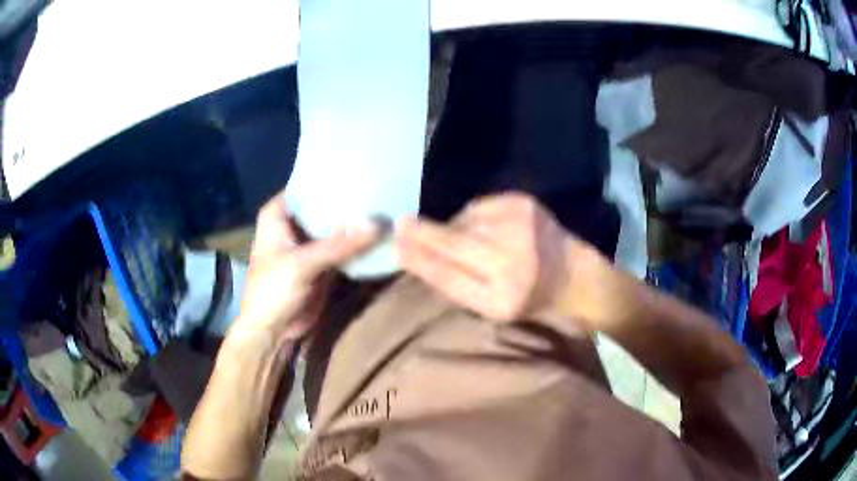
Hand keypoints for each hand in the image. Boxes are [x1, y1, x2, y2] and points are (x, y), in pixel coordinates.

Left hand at [231, 192, 381, 343]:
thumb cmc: (273, 290)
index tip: (361, 169)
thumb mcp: (303, 264)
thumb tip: (378, 224)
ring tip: (386, 206)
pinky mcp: (323, 262)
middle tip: (381, 186)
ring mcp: (309, 243)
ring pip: (335, 226)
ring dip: (355, 222)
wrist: (273, 331)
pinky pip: (343, 247)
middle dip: (348, 201)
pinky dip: (357, 243)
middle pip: (324, 205)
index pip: (306, 186)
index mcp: (278, 215)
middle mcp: (293, 224)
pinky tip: (379, 232)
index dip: (330, 178)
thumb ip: (340, 244)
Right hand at [396, 192, 586, 322]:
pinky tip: (483, 228)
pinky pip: (480, 206)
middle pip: (454, 240)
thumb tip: (412, 255)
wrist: (574, 273)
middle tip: (402, 225)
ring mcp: (520, 223)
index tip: (395, 244)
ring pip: (464, 220)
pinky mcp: (523, 201)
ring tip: (464, 241)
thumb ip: (453, 284)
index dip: (419, 258)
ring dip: (454, 227)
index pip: (449, 274)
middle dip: (424, 232)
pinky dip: (472, 216)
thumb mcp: (491, 307)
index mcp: (503, 294)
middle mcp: (513, 257)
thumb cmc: (528, 297)